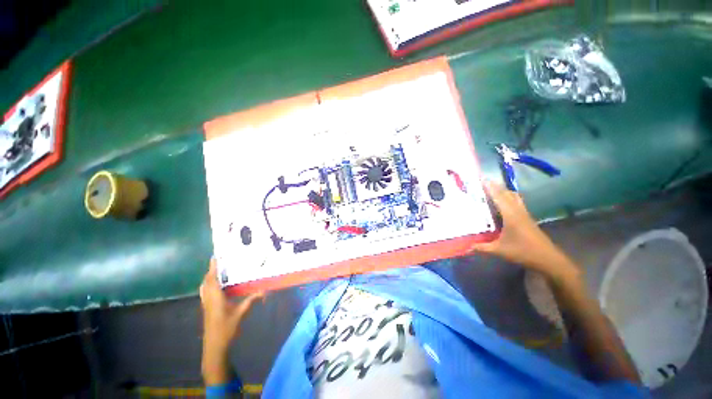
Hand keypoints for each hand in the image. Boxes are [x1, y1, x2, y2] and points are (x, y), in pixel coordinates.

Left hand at [200, 258, 263, 384]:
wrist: (214, 347)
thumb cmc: (226, 329)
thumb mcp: (240, 314)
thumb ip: (251, 301)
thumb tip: (265, 291)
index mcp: (215, 299)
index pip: (212, 280)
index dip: (212, 268)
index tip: (214, 257)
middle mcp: (208, 300)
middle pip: (206, 282)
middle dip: (210, 271)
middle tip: (218, 262)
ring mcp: (206, 305)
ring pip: (204, 288)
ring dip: (208, 279)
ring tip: (217, 272)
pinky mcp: (207, 310)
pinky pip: (205, 293)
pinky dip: (208, 286)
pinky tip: (216, 288)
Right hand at [470, 181, 578, 280]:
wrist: (548, 259)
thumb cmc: (523, 252)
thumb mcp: (500, 250)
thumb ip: (482, 247)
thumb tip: (467, 246)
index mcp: (510, 215)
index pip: (499, 197)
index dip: (490, 187)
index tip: (481, 178)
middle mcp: (518, 211)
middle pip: (507, 193)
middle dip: (495, 186)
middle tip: (483, 182)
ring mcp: (524, 214)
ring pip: (514, 197)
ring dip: (503, 191)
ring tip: (492, 189)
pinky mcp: (527, 218)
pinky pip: (516, 202)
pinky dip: (508, 197)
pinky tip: (503, 203)